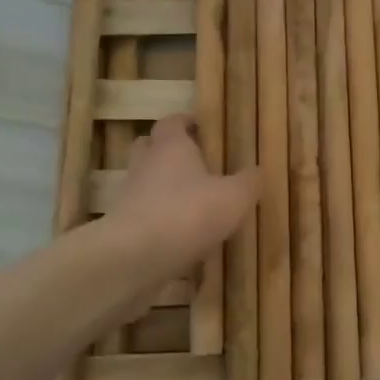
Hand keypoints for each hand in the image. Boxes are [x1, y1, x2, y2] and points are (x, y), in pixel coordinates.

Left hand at [103, 114, 259, 274]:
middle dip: (168, 151)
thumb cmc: (187, 213)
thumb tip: (258, 171)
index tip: (200, 128)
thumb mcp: (233, 197)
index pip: (172, 122)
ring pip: (145, 182)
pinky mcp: (121, 227)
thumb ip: (248, 182)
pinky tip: (178, 236)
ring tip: (190, 203)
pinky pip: (142, 215)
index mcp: (171, 147)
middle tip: (193, 162)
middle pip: (150, 147)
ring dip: (162, 188)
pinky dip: (157, 220)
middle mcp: (145, 165)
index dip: (185, 122)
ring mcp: (128, 196)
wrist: (133, 258)